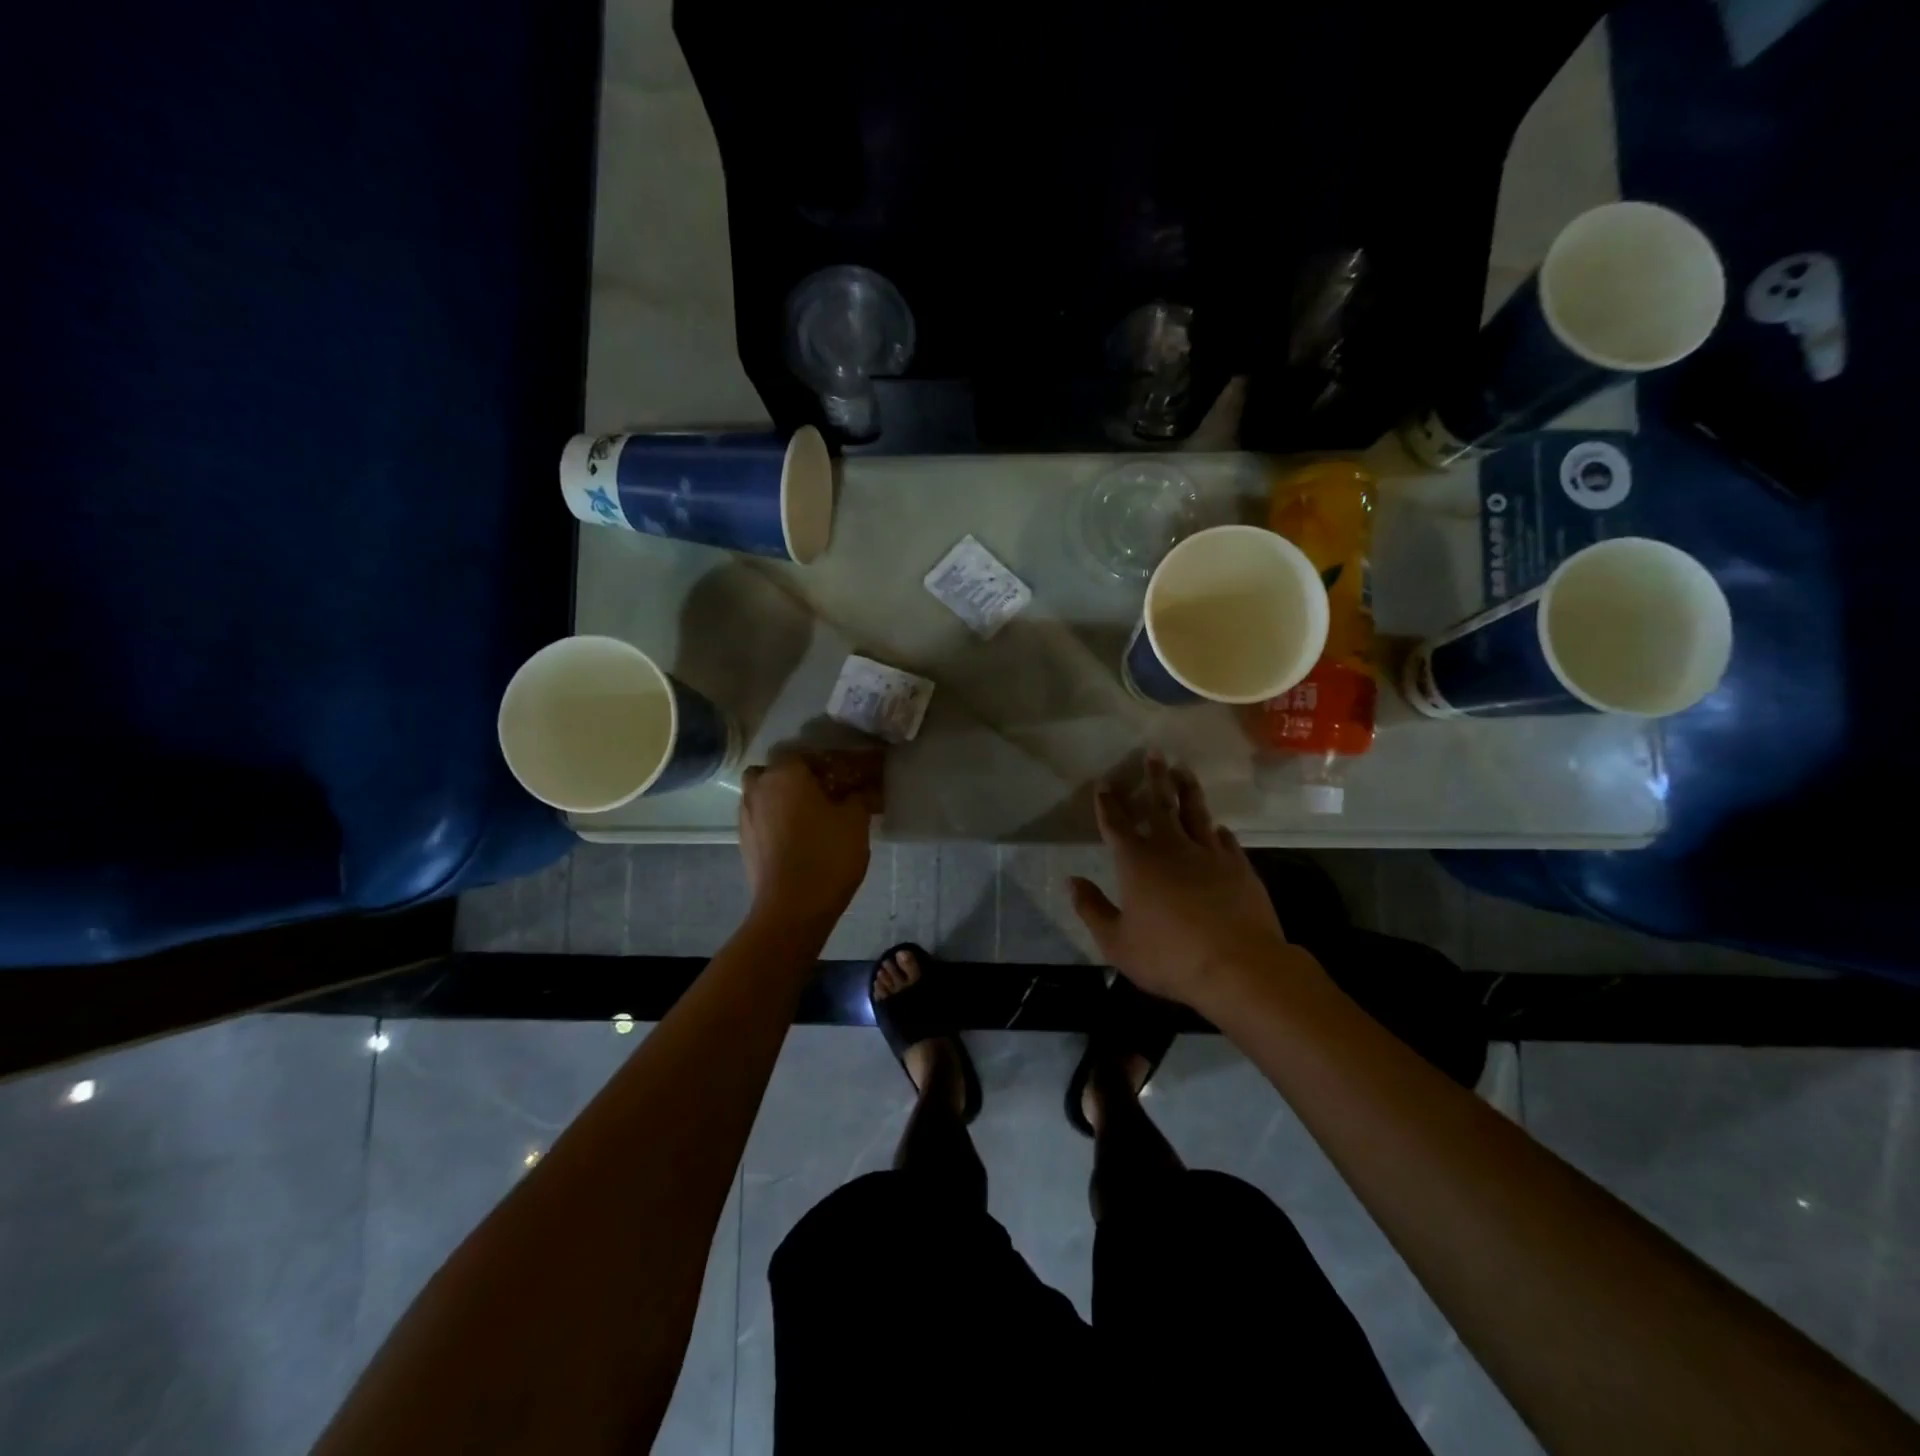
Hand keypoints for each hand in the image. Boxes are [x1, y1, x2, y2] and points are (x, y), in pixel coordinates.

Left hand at [738, 751, 878, 928]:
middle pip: (775, 772)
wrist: (792, 908)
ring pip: (763, 796)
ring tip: (810, 819)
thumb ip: (858, 798)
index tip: (845, 779)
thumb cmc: (827, 854)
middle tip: (822, 795)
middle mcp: (758, 789)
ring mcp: (746, 817)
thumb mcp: (856, 821)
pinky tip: (797, 839)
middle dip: (795, 779)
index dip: (826, 765)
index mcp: (785, 774)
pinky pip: (761, 820)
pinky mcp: (744, 843)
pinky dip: (775, 822)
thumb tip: (860, 791)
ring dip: (782, 801)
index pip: (804, 755)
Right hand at [1069, 754, 1307, 1010]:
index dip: (1108, 803)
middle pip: (1160, 804)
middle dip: (1153, 778)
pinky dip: (1218, 830)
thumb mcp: (1117, 942)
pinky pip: (1226, 840)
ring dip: (1187, 790)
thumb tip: (1071, 882)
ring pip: (1196, 812)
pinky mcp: (1238, 867)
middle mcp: (1171, 847)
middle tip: (1153, 753)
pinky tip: (1218, 826)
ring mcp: (1209, 854)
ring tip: (1183, 770)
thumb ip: (1092, 909)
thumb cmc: (1169, 956)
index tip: (1104, 783)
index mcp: (1137, 862)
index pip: (1116, 824)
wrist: (1238, 966)